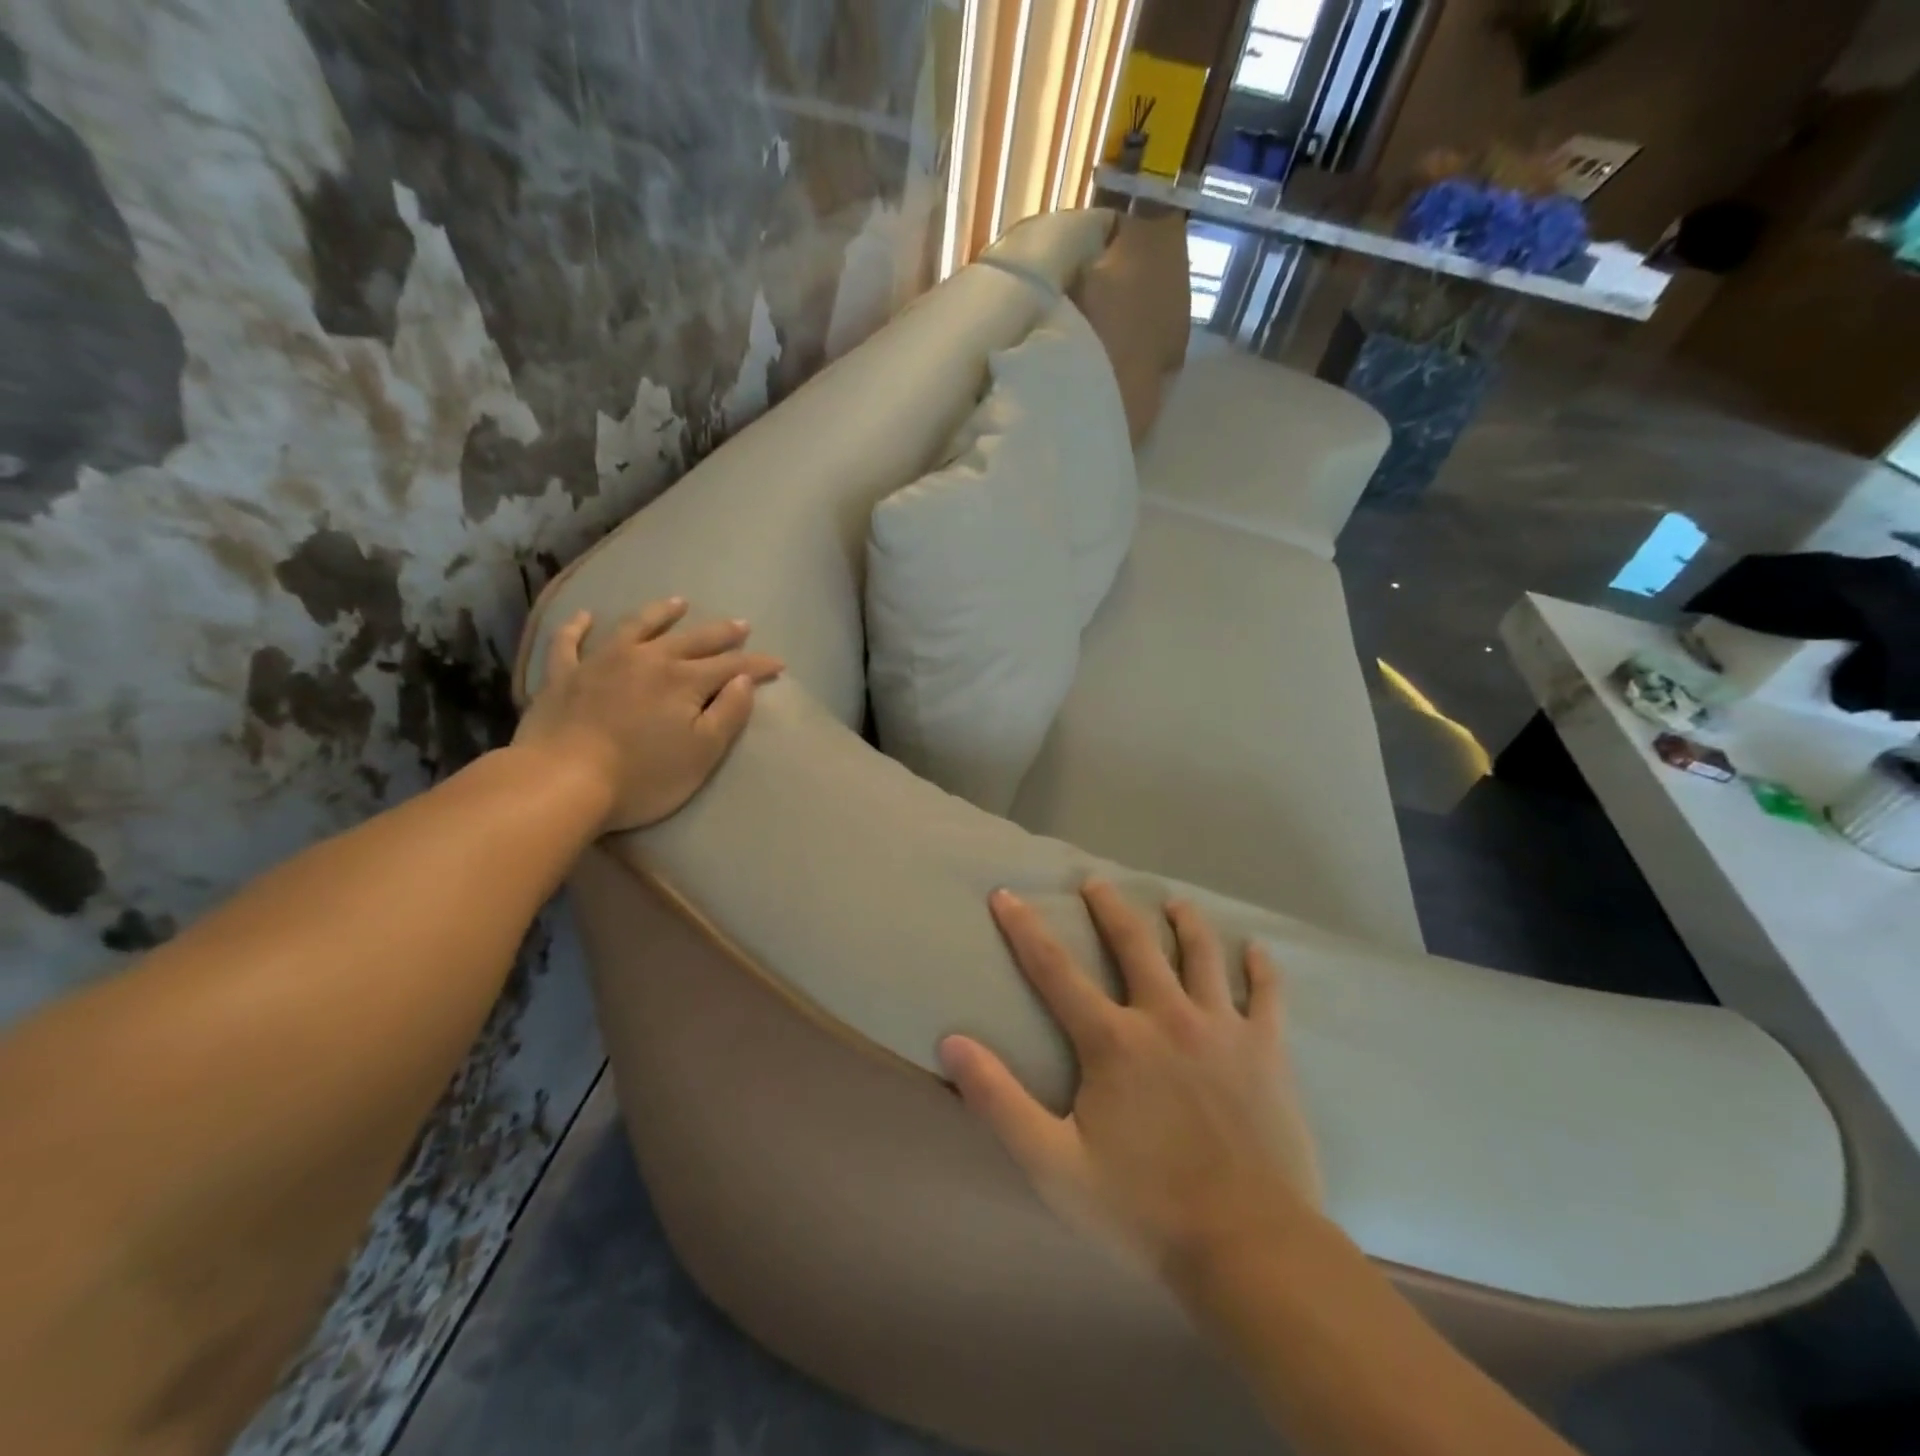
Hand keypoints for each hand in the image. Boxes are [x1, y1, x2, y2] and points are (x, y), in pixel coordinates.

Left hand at [513, 599, 782, 832]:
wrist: (561, 781)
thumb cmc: (642, 776)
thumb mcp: (702, 753)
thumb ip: (729, 714)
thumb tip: (743, 680)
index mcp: (684, 680)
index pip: (732, 666)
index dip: (757, 665)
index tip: (778, 664)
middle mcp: (647, 659)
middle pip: (692, 640)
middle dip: (721, 633)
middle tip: (741, 625)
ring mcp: (602, 662)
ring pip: (637, 627)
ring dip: (660, 614)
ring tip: (678, 603)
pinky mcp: (564, 676)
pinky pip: (570, 643)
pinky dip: (578, 627)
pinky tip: (585, 616)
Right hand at [941, 881, 1321, 1279]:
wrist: (1251, 1250)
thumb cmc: (1145, 1210)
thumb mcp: (1054, 1165)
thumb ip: (1000, 1101)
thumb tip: (951, 1043)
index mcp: (1113, 1041)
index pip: (1054, 969)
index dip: (1024, 928)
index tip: (1005, 894)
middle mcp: (1166, 1017)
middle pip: (1133, 942)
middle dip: (1109, 906)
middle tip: (1096, 881)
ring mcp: (1222, 1029)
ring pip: (1201, 954)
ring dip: (1184, 922)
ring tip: (1174, 903)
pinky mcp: (1267, 1051)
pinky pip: (1268, 994)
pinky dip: (1262, 968)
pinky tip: (1258, 950)